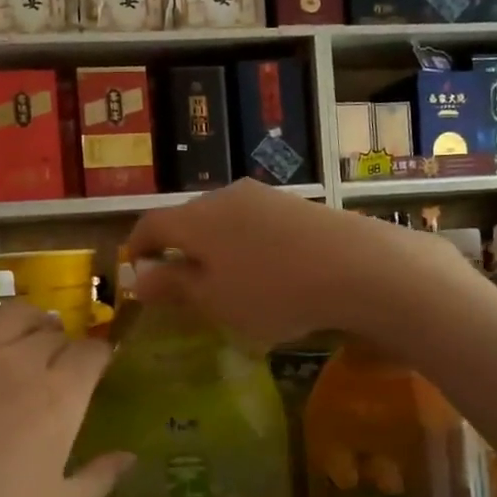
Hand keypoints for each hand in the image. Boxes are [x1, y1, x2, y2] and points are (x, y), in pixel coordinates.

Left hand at [0, 258, 132, 496]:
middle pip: (53, 335)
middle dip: (63, 346)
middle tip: (56, 369)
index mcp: (60, 398)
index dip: (99, 359)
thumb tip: (131, 456)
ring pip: (11, 313)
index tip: (97, 370)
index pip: (93, 355)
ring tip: (30, 331)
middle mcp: (20, 362)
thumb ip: (99, 480)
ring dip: (29, 318)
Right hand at [124, 179, 468, 345]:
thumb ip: (174, 286)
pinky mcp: (296, 204)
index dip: (139, 248)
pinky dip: (246, 246)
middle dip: (179, 250)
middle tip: (183, 285)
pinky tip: (267, 272)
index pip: (150, 224)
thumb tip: (138, 277)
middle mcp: (224, 197)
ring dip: (215, 248)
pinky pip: (255, 223)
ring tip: (227, 282)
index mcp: (195, 219)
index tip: (139, 273)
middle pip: (188, 219)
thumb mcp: (215, 300)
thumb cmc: (272, 291)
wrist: (358, 267)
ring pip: (223, 220)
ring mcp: (263, 196)